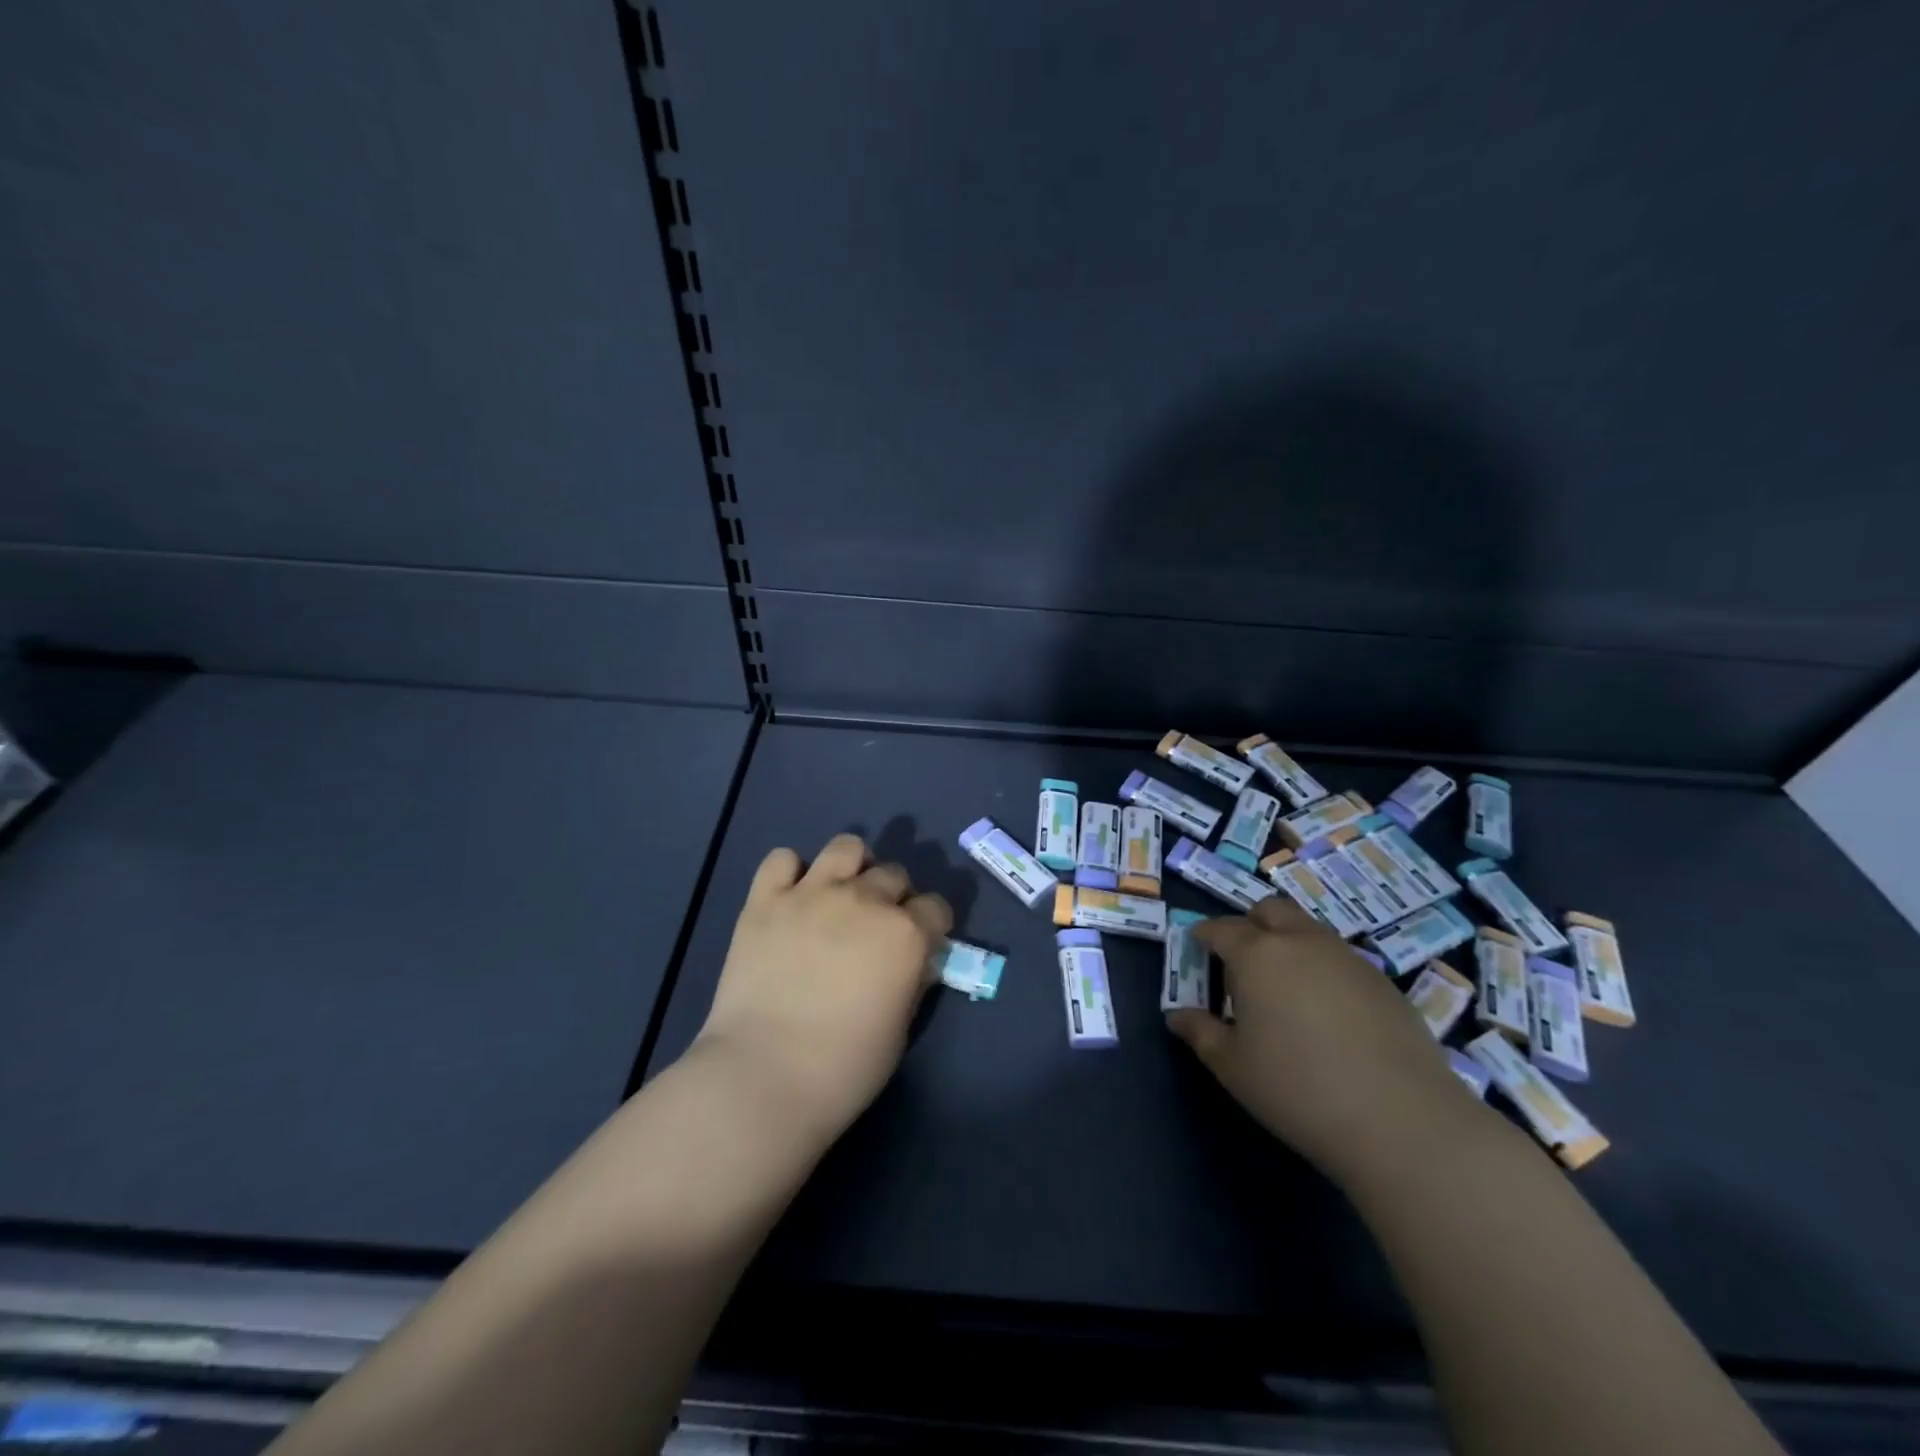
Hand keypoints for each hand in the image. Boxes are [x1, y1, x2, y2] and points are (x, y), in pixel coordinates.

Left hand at [693, 834, 951, 1142]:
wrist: (763, 1076)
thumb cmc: (844, 1067)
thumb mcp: (900, 1029)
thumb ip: (912, 982)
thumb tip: (917, 961)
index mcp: (906, 933)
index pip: (936, 907)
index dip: (931, 926)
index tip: (921, 944)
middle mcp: (864, 900)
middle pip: (894, 874)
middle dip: (893, 897)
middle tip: (875, 927)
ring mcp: (812, 894)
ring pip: (846, 847)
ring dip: (851, 868)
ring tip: (840, 896)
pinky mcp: (765, 900)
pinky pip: (782, 859)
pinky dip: (790, 873)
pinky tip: (791, 898)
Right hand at [1166, 897, 1483, 1181]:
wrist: (1402, 1123)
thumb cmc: (1298, 1090)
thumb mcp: (1233, 1067)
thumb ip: (1200, 1033)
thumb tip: (1177, 1015)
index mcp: (1257, 955)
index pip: (1221, 928)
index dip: (1204, 935)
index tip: (1197, 948)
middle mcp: (1302, 942)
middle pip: (1270, 910)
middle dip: (1250, 925)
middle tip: (1242, 963)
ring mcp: (1348, 958)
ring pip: (1309, 930)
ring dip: (1290, 943)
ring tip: (1286, 989)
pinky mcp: (1384, 982)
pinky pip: (1341, 959)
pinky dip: (1323, 969)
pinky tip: (1328, 1013)